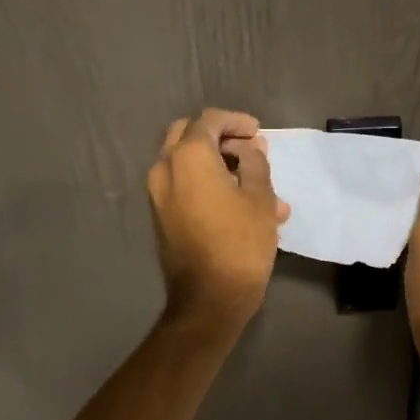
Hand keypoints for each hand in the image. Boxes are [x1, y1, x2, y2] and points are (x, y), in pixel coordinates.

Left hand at [146, 109, 289, 332]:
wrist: (209, 298)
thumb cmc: (240, 243)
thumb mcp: (260, 198)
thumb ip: (255, 163)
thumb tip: (250, 148)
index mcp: (188, 156)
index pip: (210, 120)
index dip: (236, 121)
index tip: (258, 133)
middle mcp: (165, 168)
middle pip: (189, 135)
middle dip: (219, 137)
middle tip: (248, 149)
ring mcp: (158, 194)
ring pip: (186, 162)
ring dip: (217, 163)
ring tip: (256, 182)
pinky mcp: (161, 216)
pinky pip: (183, 186)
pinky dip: (207, 183)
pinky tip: (241, 203)